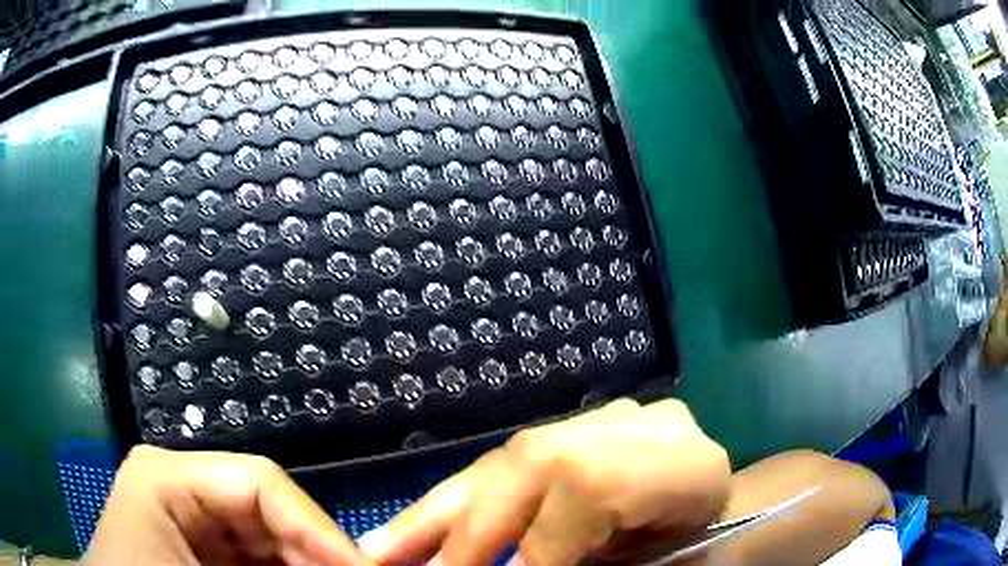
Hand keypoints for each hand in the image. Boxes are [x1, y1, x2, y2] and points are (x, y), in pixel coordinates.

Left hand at [82, 445, 368, 565]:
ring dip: (305, 564)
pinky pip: (254, 555)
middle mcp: (180, 485)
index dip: (321, 527)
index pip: (262, 483)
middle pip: (268, 510)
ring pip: (267, 536)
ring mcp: (188, 516)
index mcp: (169, 475)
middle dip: (316, 552)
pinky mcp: (198, 545)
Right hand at [359, 399, 730, 565]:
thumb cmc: (711, 544)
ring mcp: (601, 423)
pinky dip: (459, 502)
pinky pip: (505, 468)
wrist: (730, 498)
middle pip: (527, 473)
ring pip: (501, 465)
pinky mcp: (575, 430)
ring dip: (434, 514)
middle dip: (459, 534)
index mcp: (677, 466)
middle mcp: (632, 431)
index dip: (531, 557)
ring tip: (379, 547)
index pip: (581, 504)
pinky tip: (422, 524)